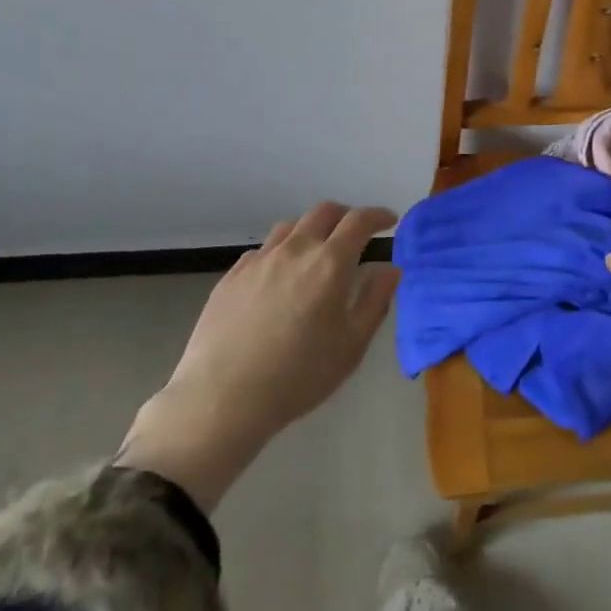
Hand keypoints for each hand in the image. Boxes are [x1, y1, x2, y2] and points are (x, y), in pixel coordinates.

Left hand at [118, 202, 398, 508]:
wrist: (221, 398)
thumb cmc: (298, 376)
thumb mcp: (352, 345)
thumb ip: (375, 300)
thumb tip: (389, 268)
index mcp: (330, 263)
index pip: (359, 221)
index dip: (378, 215)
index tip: (389, 221)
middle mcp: (295, 249)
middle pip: (324, 211)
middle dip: (346, 216)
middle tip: (355, 234)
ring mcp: (260, 259)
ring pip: (291, 226)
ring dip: (312, 230)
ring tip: (316, 253)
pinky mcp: (232, 275)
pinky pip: (263, 250)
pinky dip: (281, 252)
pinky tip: (279, 278)